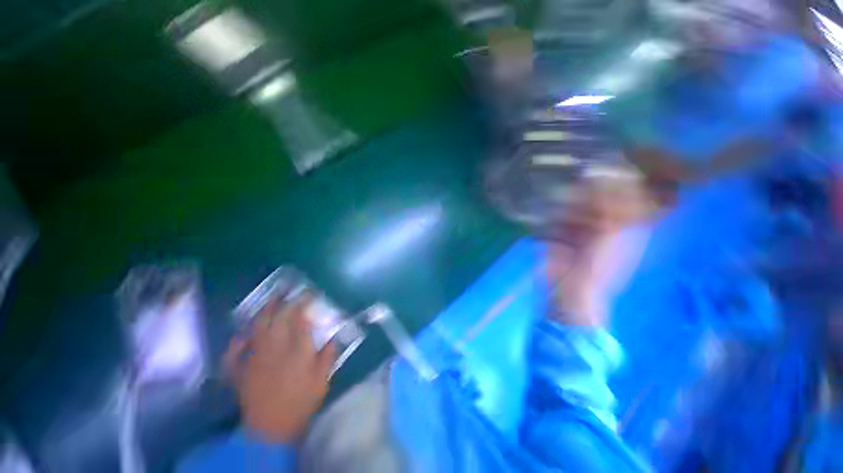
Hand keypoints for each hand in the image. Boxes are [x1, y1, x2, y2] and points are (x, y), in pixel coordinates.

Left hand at [225, 295, 335, 442]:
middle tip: (287, 291)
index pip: (300, 319)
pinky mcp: (241, 371)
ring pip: (256, 329)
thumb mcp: (322, 379)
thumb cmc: (301, 402)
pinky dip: (236, 342)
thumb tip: (334, 337)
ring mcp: (254, 359)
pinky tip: (240, 335)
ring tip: (269, 301)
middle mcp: (274, 349)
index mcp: (296, 350)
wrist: (271, 430)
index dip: (304, 304)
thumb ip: (328, 355)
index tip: (310, 294)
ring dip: (262, 313)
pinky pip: (234, 352)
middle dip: (282, 302)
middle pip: (276, 319)